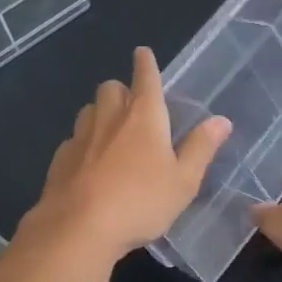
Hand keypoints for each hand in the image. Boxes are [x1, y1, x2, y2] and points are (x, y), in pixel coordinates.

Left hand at [22, 48, 231, 257]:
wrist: (79, 228)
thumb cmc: (141, 202)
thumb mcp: (183, 181)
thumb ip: (201, 148)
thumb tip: (221, 120)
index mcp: (144, 117)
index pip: (146, 78)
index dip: (146, 64)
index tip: (142, 53)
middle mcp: (109, 118)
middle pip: (111, 88)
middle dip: (122, 90)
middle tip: (132, 106)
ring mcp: (80, 137)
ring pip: (89, 110)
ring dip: (101, 113)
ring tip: (110, 133)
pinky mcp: (60, 159)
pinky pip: (73, 138)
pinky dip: (83, 142)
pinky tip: (89, 163)